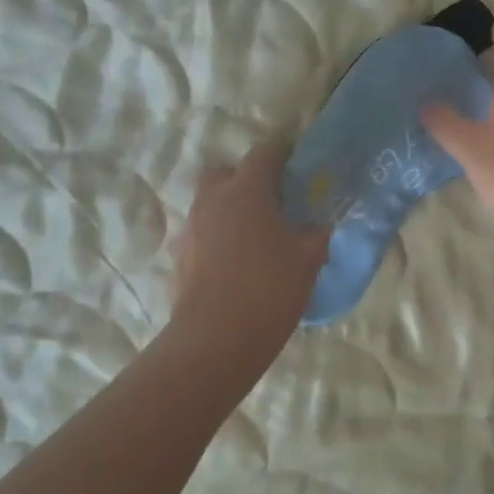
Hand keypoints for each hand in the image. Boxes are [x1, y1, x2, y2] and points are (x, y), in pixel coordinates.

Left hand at [171, 144, 328, 359]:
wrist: (215, 340)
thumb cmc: (268, 290)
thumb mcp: (308, 261)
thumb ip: (315, 235)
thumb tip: (316, 227)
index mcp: (245, 192)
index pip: (264, 154)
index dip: (282, 155)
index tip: (296, 168)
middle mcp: (211, 201)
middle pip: (224, 173)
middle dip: (244, 179)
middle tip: (269, 203)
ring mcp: (190, 229)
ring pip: (209, 205)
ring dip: (228, 212)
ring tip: (253, 240)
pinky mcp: (178, 258)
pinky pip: (200, 236)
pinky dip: (215, 241)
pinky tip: (233, 267)